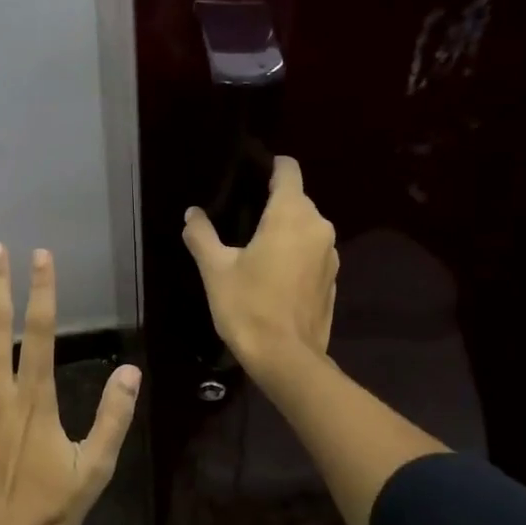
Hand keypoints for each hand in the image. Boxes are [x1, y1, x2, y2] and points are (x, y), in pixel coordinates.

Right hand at [182, 155, 338, 374]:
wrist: (286, 358)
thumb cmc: (248, 306)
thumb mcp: (215, 269)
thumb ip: (202, 235)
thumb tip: (192, 214)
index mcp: (291, 215)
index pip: (288, 170)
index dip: (270, 166)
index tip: (249, 173)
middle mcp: (318, 226)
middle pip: (296, 199)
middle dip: (272, 203)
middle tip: (240, 218)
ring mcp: (331, 254)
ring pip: (306, 227)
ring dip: (284, 231)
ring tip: (254, 247)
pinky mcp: (333, 280)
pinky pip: (312, 253)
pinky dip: (295, 255)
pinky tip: (273, 275)